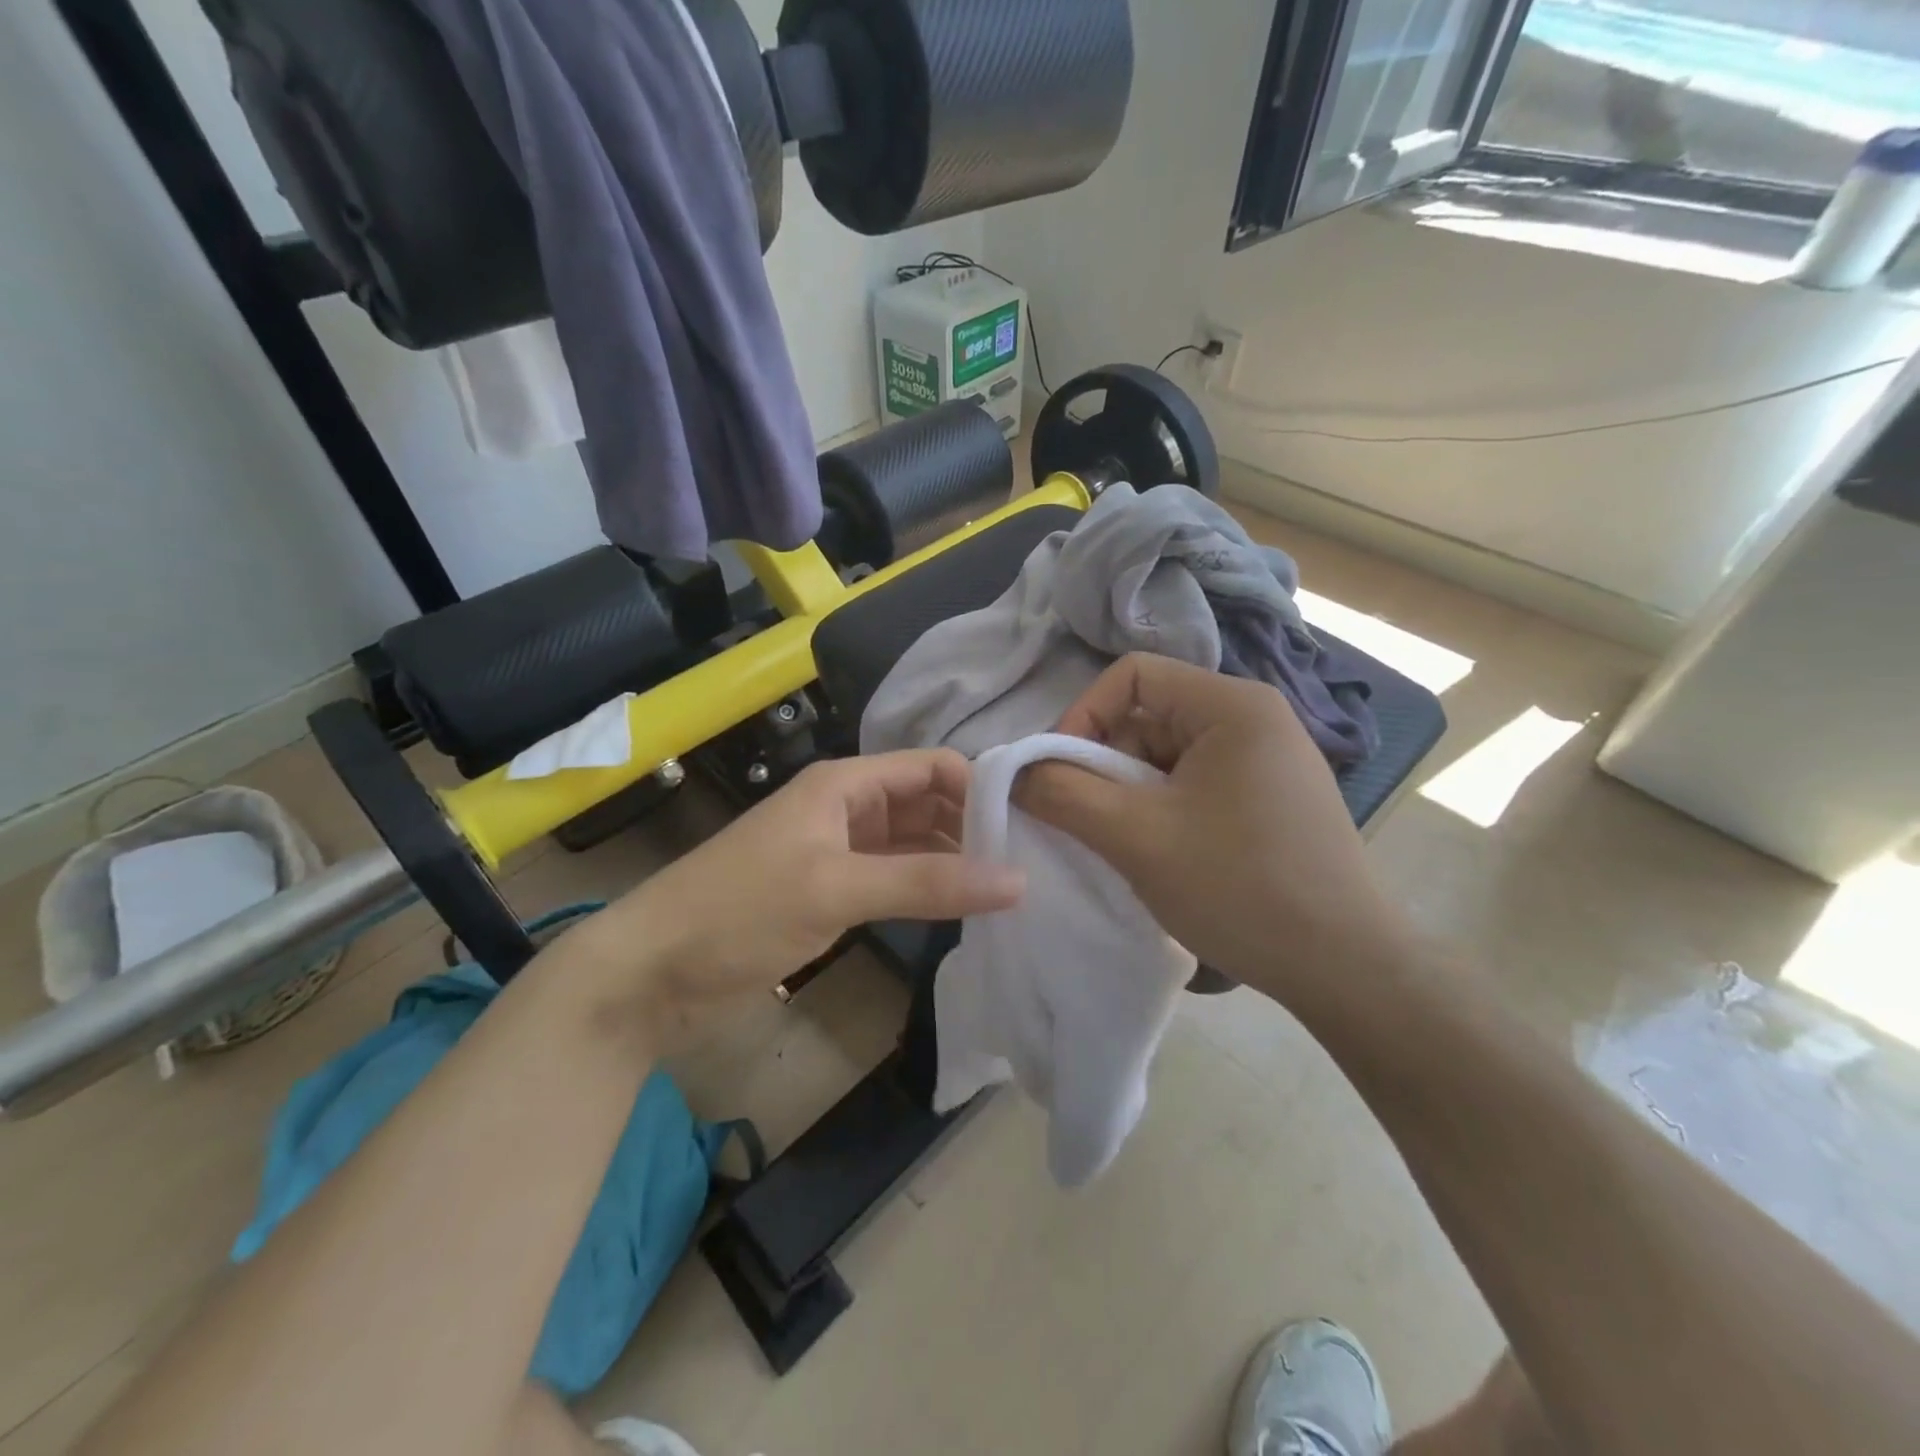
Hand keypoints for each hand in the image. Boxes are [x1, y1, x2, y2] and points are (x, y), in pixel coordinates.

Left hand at [573, 750, 1024, 1028]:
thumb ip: (927, 882)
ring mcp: (837, 852)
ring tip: (1005, 890)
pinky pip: (891, 877)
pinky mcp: (828, 892)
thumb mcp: (837, 889)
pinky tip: (957, 910)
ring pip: (910, 842)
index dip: (978, 787)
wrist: (651, 970)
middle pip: (924, 802)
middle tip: (1027, 863)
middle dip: (971, 825)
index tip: (1027, 826)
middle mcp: (845, 808)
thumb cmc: (741, 911)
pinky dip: (923, 888)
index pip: (929, 767)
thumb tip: (1018, 880)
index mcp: (844, 784)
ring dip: (951, 859)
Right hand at [1016, 654, 1410, 1008]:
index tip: (1060, 775)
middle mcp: (1255, 718)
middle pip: (1148, 716)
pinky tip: (1165, 855)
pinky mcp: (1271, 797)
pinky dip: (1163, 810)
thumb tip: (1014, 771)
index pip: (1131, 675)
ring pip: (1167, 755)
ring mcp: (1267, 759)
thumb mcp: (1136, 836)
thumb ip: (1063, 794)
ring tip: (1130, 846)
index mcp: (1232, 704)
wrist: (1345, 969)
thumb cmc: (1239, 887)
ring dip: (1132, 794)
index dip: (1082, 716)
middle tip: (1092, 821)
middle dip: (1106, 764)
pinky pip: (1194, 784)